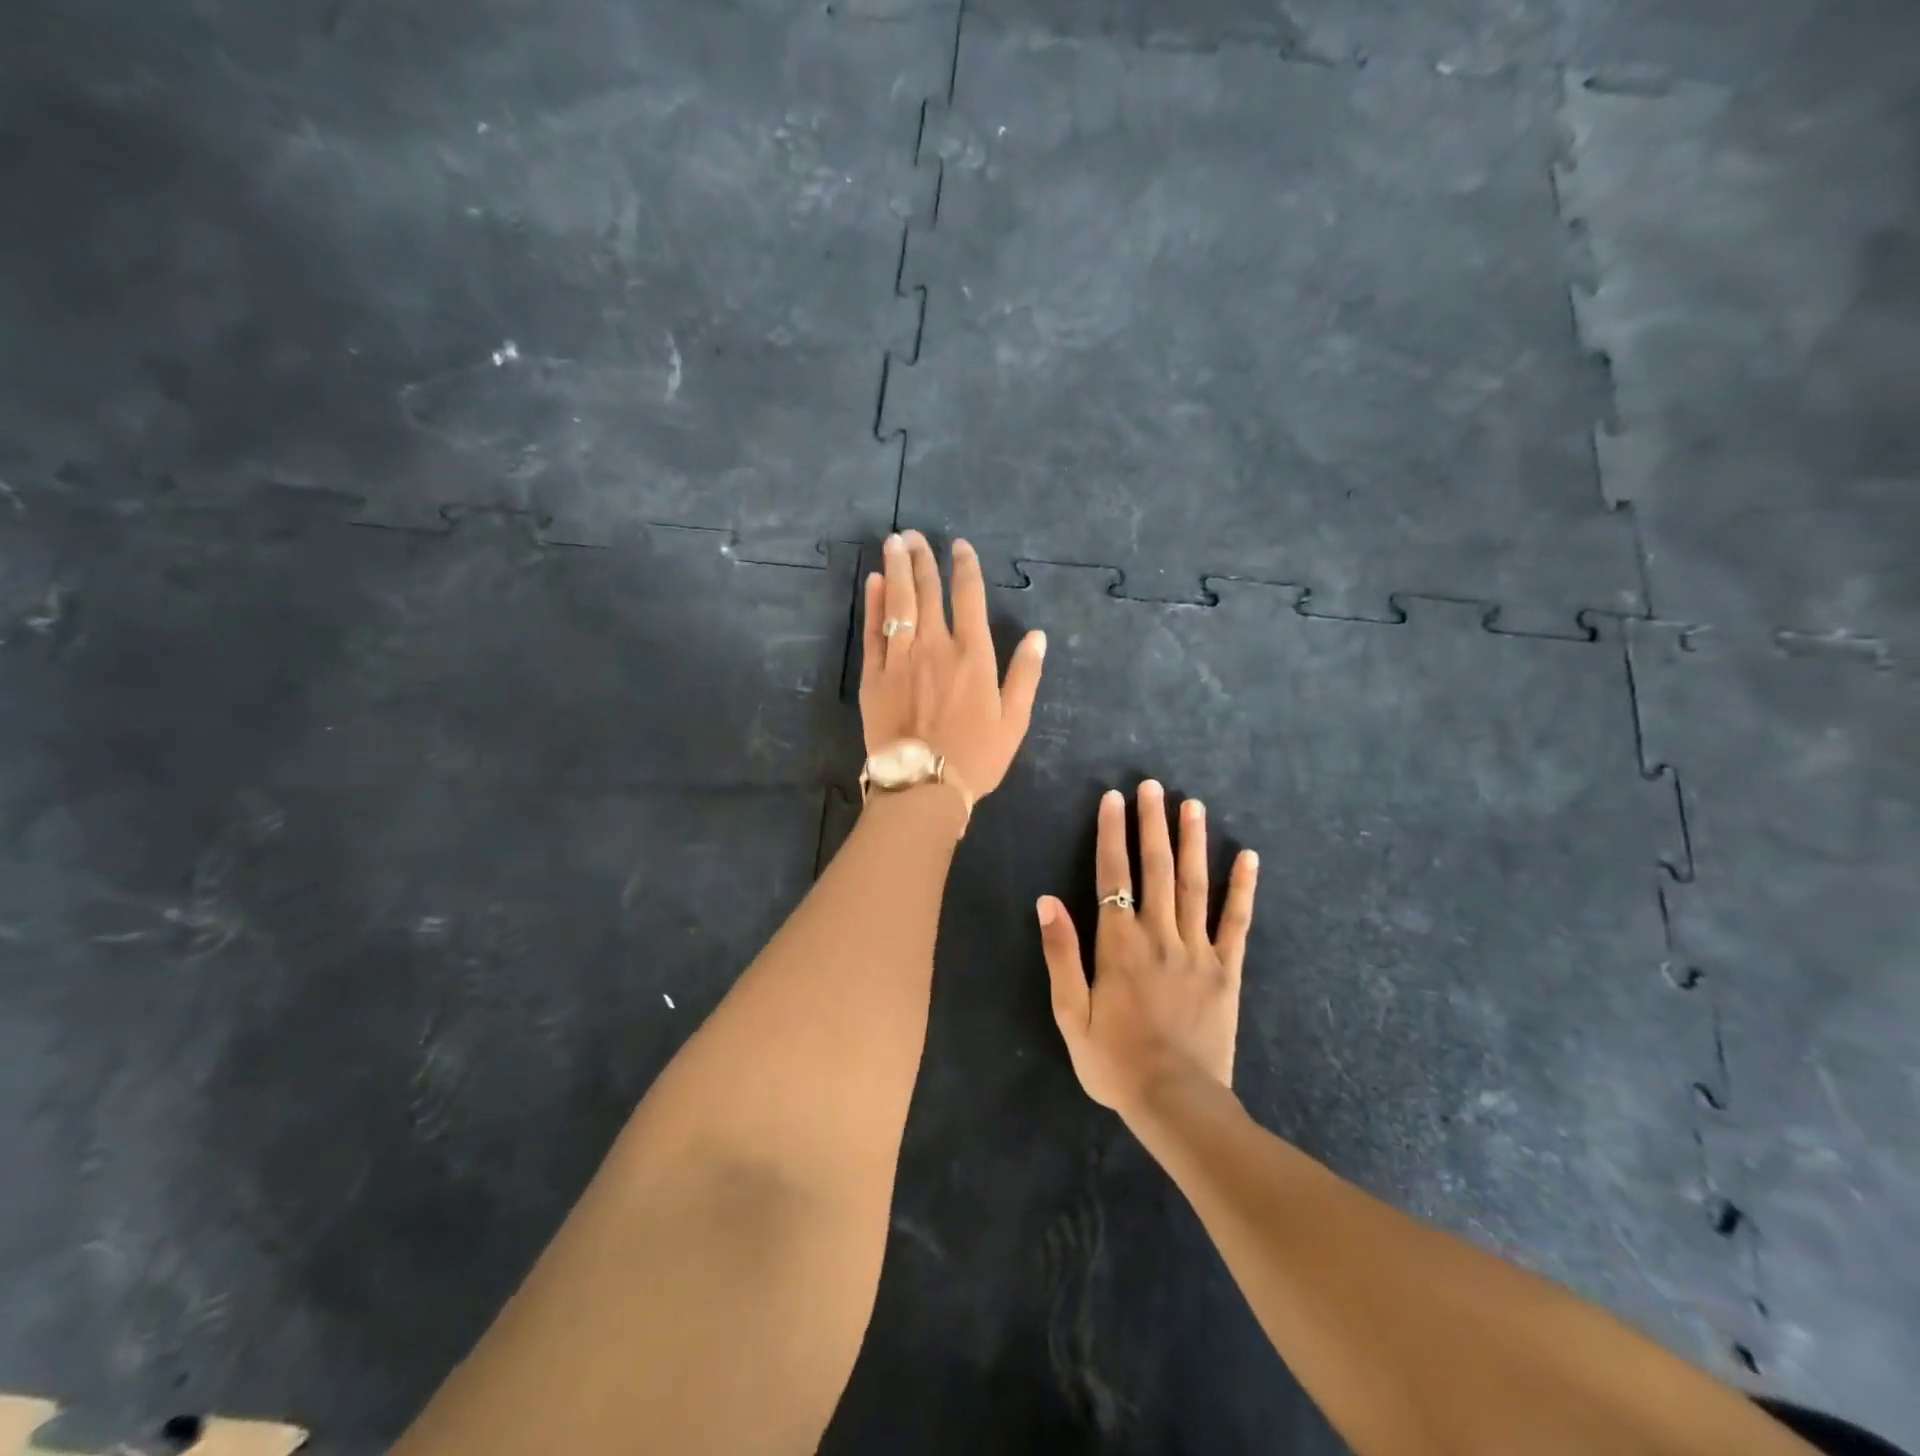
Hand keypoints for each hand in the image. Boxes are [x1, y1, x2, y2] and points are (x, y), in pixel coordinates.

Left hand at [860, 530, 1045, 801]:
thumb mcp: (1014, 721)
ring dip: (895, 569)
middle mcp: (935, 646)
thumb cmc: (975, 756)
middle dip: (922, 559)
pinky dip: (873, 604)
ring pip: (897, 603)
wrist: (922, 785)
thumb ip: (1025, 675)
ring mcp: (900, 658)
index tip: (958, 545)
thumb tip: (1039, 636)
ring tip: (893, 543)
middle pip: (927, 592)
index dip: (964, 567)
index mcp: (972, 655)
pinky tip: (873, 582)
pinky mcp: (874, 675)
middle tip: (914, 535)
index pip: (969, 597)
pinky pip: (873, 631)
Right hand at [1037, 780, 1258, 1118]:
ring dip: (1193, 842)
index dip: (1112, 834)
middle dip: (1153, 824)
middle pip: (1156, 868)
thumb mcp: (1071, 1014)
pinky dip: (1243, 889)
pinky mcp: (1227, 970)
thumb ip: (1061, 954)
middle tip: (1153, 786)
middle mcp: (1159, 935)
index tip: (1113, 799)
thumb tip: (1047, 901)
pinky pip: (1237, 923)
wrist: (1175, 1103)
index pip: (1113, 875)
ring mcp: (1198, 950)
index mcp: (1119, 944)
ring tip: (1194, 805)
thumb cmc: (1114, 1061)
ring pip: (1195, 885)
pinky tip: (1249, 858)